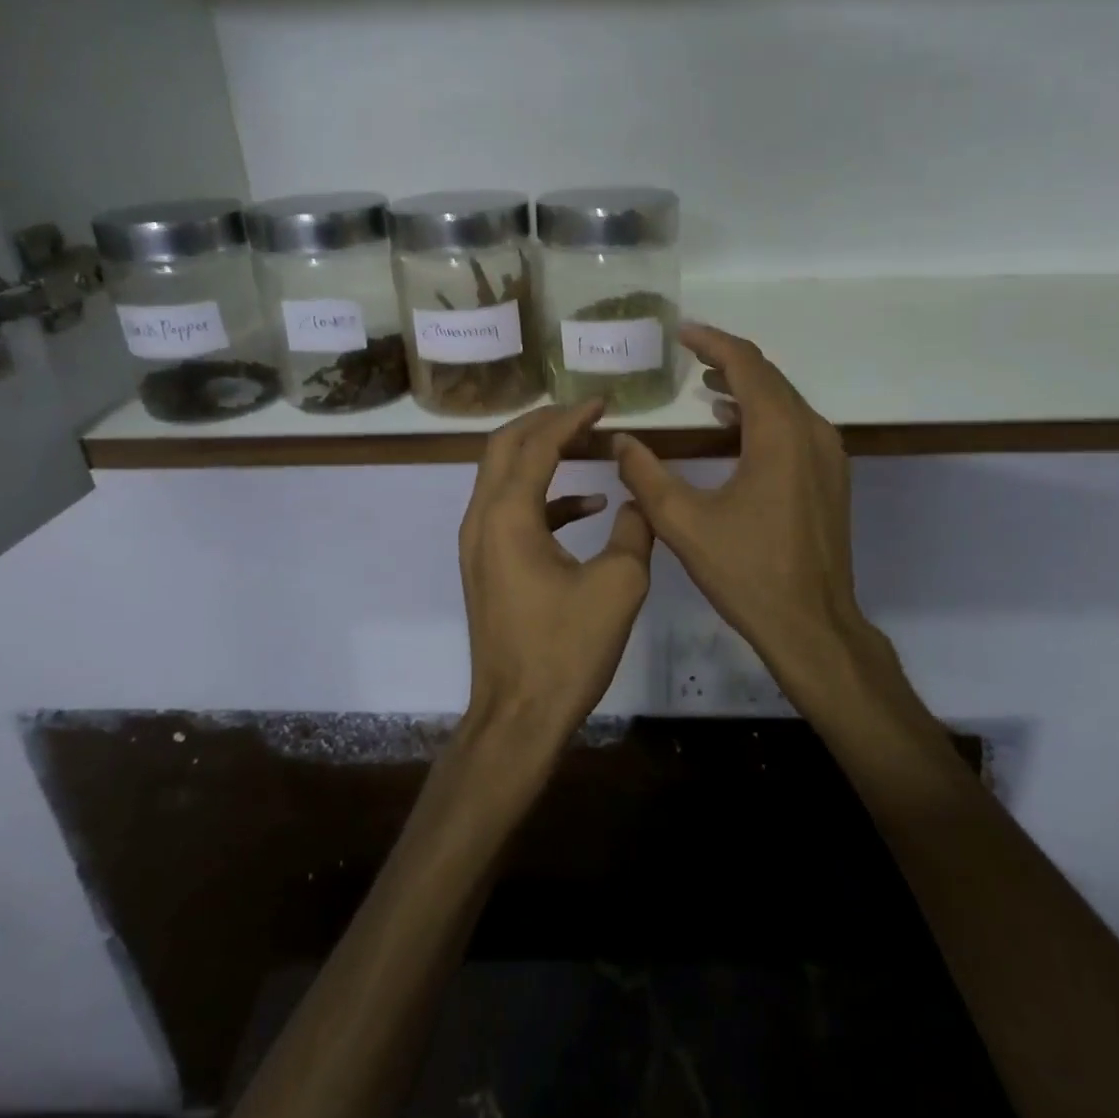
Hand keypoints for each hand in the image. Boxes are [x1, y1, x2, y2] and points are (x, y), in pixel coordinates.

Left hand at [458, 400, 655, 752]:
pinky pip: (513, 512)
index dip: (571, 418)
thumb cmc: (566, 649)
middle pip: (504, 447)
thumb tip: (640, 500)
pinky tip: (589, 506)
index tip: (603, 401)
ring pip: (504, 477)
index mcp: (508, 516)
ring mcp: (479, 544)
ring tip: (590, 446)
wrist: (518, 716)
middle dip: (545, 423)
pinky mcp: (488, 566)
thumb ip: (636, 530)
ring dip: (544, 455)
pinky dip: (547, 497)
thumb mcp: (619, 584)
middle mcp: (482, 520)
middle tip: (587, 413)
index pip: (536, 444)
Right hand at [613, 325, 903, 717]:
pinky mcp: (829, 477)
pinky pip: (794, 426)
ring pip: (785, 401)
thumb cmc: (748, 572)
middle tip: (687, 353)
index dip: (712, 343)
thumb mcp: (683, 523)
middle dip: (728, 360)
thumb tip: (619, 441)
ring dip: (746, 387)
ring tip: (704, 385)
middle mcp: (812, 432)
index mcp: (780, 434)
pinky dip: (762, 415)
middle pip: (769, 377)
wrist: (812, 625)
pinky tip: (732, 427)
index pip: (747, 365)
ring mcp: (828, 455)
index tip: (681, 332)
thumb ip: (645, 476)